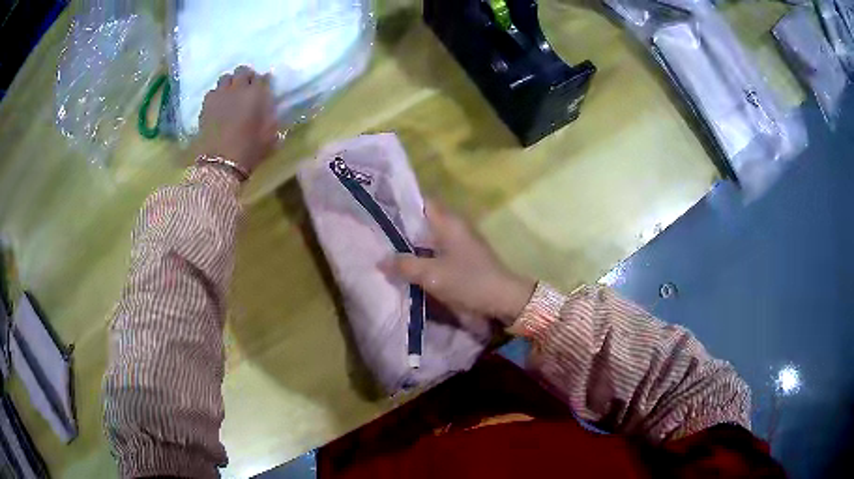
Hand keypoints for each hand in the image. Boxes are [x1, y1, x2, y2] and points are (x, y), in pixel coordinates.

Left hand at [194, 66, 278, 175]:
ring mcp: (219, 95)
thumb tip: (270, 108)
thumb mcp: (271, 135)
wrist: (220, 164)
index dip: (263, 82)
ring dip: (230, 83)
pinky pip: (212, 91)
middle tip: (247, 89)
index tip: (264, 90)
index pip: (262, 77)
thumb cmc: (249, 150)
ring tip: (231, 94)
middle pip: (242, 71)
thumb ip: (272, 117)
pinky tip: (218, 105)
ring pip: (225, 78)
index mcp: (257, 93)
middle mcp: (238, 88)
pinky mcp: (205, 105)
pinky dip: (217, 95)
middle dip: (245, 77)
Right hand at [383, 201, 535, 326]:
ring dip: (411, 244)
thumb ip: (404, 266)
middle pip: (422, 221)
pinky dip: (422, 256)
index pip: (421, 202)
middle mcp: (455, 227)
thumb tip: (380, 261)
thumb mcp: (432, 275)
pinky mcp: (462, 258)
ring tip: (385, 249)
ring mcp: (460, 243)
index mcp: (449, 222)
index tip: (379, 210)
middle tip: (376, 234)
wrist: (503, 300)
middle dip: (401, 227)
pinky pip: (436, 251)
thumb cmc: (468, 281)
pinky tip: (407, 265)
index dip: (400, 204)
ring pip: (428, 238)